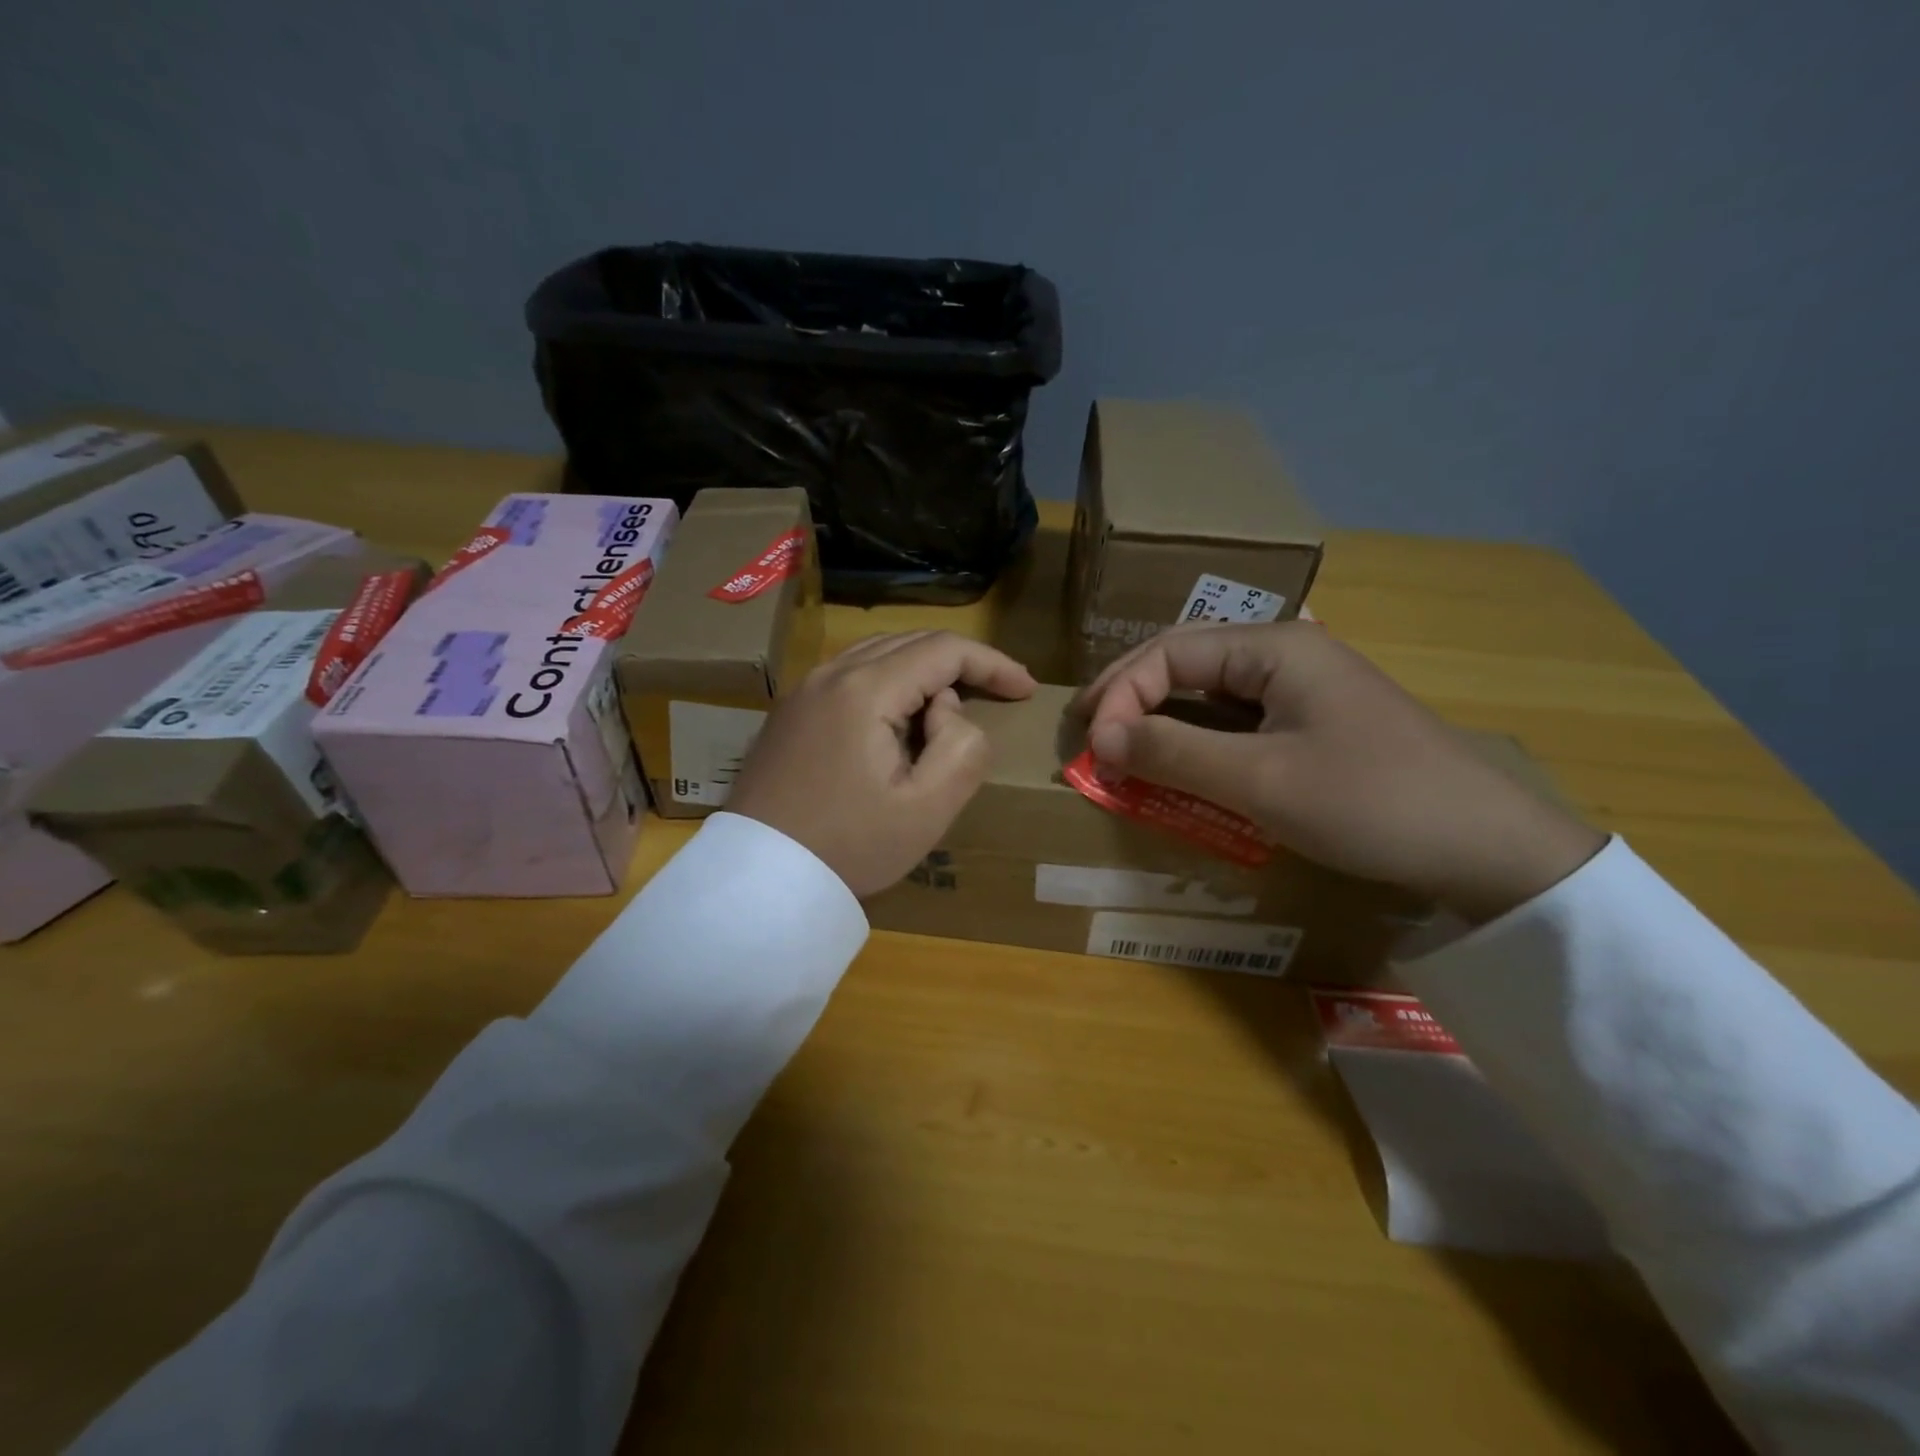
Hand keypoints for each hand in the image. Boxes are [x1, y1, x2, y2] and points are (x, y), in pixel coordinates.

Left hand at [728, 631, 1036, 897]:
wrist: (759, 878)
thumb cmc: (849, 847)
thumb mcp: (926, 810)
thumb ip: (962, 749)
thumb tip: (948, 709)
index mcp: (865, 689)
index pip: (944, 649)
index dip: (992, 662)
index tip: (1025, 689)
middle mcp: (830, 674)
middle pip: (910, 642)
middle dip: (961, 662)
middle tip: (999, 692)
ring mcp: (804, 690)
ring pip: (879, 654)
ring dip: (924, 670)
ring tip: (955, 704)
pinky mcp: (790, 712)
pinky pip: (851, 675)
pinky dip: (889, 682)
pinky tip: (901, 717)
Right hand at [1074, 622, 1605, 922]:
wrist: (1488, 848)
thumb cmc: (1369, 802)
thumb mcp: (1259, 781)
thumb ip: (1172, 752)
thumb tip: (1100, 738)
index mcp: (1274, 646)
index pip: (1169, 653)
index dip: (1120, 694)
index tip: (1093, 748)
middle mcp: (1286, 654)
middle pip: (1186, 662)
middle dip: (1131, 697)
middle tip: (1088, 734)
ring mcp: (1305, 688)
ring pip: (1210, 692)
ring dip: (1161, 718)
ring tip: (1120, 747)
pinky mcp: (1315, 723)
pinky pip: (1238, 721)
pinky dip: (1198, 740)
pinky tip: (1180, 762)